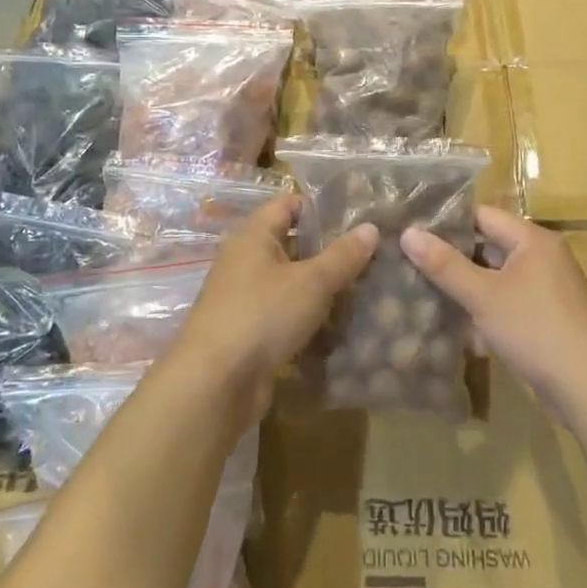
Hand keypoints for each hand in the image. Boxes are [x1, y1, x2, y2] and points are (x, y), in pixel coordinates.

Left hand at [174, 195, 376, 421]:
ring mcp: (246, 297)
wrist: (215, 383)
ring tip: (364, 286)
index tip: (357, 215)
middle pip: (291, 243)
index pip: (287, 204)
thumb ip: (342, 255)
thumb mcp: (311, 282)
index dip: (320, 206)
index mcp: (253, 236)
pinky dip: (309, 314)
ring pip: (291, 281)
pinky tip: (340, 321)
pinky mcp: (250, 330)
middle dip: (328, 249)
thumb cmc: (263, 315)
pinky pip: (285, 312)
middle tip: (370, 253)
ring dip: (322, 285)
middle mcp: (245, 260)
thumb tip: (371, 228)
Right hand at [400, 206, 586, 422]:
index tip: (412, 231)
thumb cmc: (535, 330)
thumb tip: (408, 232)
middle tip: (411, 261)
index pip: (482, 215)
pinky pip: (508, 300)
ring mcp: (547, 287)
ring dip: (467, 285)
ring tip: (424, 290)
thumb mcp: (483, 296)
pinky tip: (457, 323)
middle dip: (453, 256)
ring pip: (496, 276)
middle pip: (489, 245)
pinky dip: (485, 307)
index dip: (447, 222)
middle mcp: (543, 255)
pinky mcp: (547, 315)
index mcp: (533, 239)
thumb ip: (444, 264)